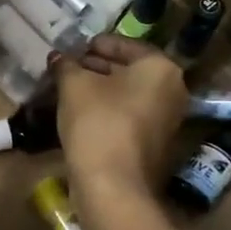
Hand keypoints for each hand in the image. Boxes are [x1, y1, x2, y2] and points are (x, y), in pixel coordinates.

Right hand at [54, 35, 187, 196]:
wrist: (114, 185)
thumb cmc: (98, 122)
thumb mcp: (74, 85)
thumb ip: (66, 65)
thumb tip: (58, 57)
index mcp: (160, 68)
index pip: (126, 45)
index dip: (97, 44)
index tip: (74, 48)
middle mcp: (172, 90)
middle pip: (130, 70)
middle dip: (98, 67)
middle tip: (70, 68)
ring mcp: (168, 120)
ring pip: (129, 95)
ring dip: (101, 90)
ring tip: (70, 89)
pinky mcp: (156, 144)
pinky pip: (130, 116)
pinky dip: (109, 110)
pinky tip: (82, 113)